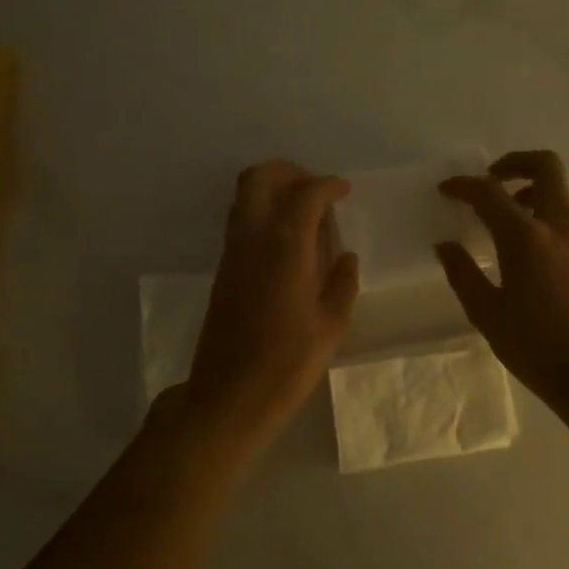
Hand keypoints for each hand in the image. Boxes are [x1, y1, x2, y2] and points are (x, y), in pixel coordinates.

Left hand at [182, 161, 359, 460]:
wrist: (229, 396)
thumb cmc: (287, 364)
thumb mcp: (330, 326)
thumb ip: (341, 283)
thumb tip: (344, 257)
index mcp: (284, 247)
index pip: (305, 195)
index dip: (328, 186)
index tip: (345, 191)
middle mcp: (252, 239)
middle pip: (258, 179)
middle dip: (288, 172)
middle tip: (316, 189)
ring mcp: (232, 254)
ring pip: (244, 199)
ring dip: (273, 191)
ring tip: (305, 213)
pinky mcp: (223, 272)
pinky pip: (241, 224)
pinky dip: (263, 215)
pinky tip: (288, 243)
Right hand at [435, 150, 568, 402]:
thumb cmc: (538, 347)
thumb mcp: (488, 315)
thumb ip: (464, 274)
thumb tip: (446, 246)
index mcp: (526, 237)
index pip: (490, 192)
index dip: (464, 185)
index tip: (447, 189)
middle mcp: (561, 225)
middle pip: (545, 166)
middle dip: (515, 163)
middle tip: (492, 180)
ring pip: (564, 191)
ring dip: (535, 190)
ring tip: (511, 217)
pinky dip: (551, 215)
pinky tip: (537, 250)